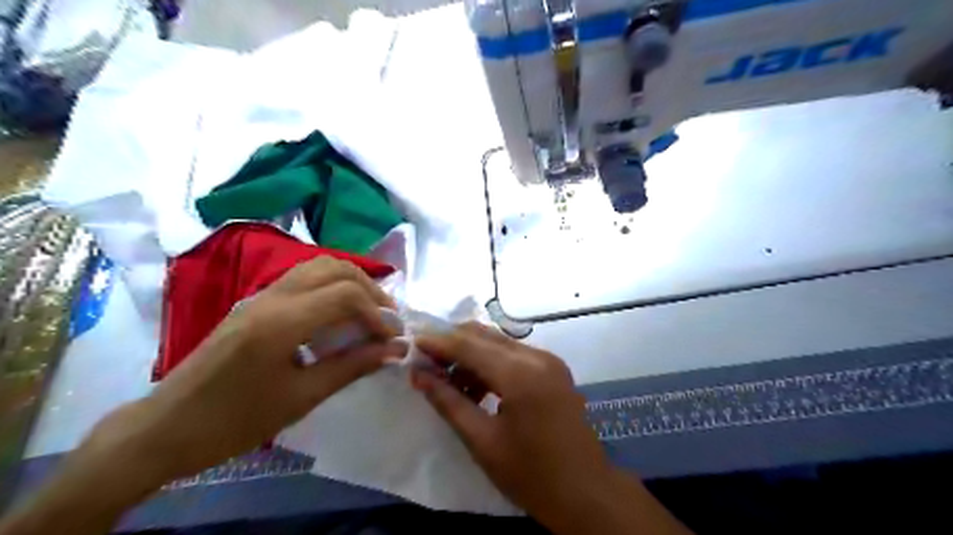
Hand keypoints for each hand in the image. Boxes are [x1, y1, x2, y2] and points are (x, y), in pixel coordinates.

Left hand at [87, 257, 399, 486]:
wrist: (165, 428)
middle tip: (387, 320)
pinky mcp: (255, 303)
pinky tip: (339, 313)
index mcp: (281, 322)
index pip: (346, 294)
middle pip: (336, 269)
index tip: (394, 339)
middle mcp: (272, 297)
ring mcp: (261, 296)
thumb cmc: (235, 421)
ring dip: (352, 282)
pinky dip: (332, 286)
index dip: (379, 313)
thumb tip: (395, 350)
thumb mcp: (301, 398)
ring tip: (369, 312)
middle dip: (371, 290)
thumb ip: (352, 366)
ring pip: (319, 266)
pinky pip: (303, 278)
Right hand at [414, 321, 689, 534]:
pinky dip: (490, 364)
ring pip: (498, 343)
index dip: (437, 342)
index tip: (411, 344)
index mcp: (520, 374)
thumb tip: (418, 375)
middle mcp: (537, 356)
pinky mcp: (553, 368)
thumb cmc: (531, 475)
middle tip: (425, 362)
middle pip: (484, 335)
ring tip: (447, 381)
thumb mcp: (482, 441)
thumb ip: (448, 402)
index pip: (469, 344)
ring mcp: (548, 360)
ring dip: (470, 355)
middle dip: (452, 344)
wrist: (586, 493)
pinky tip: (475, 386)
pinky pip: (513, 356)